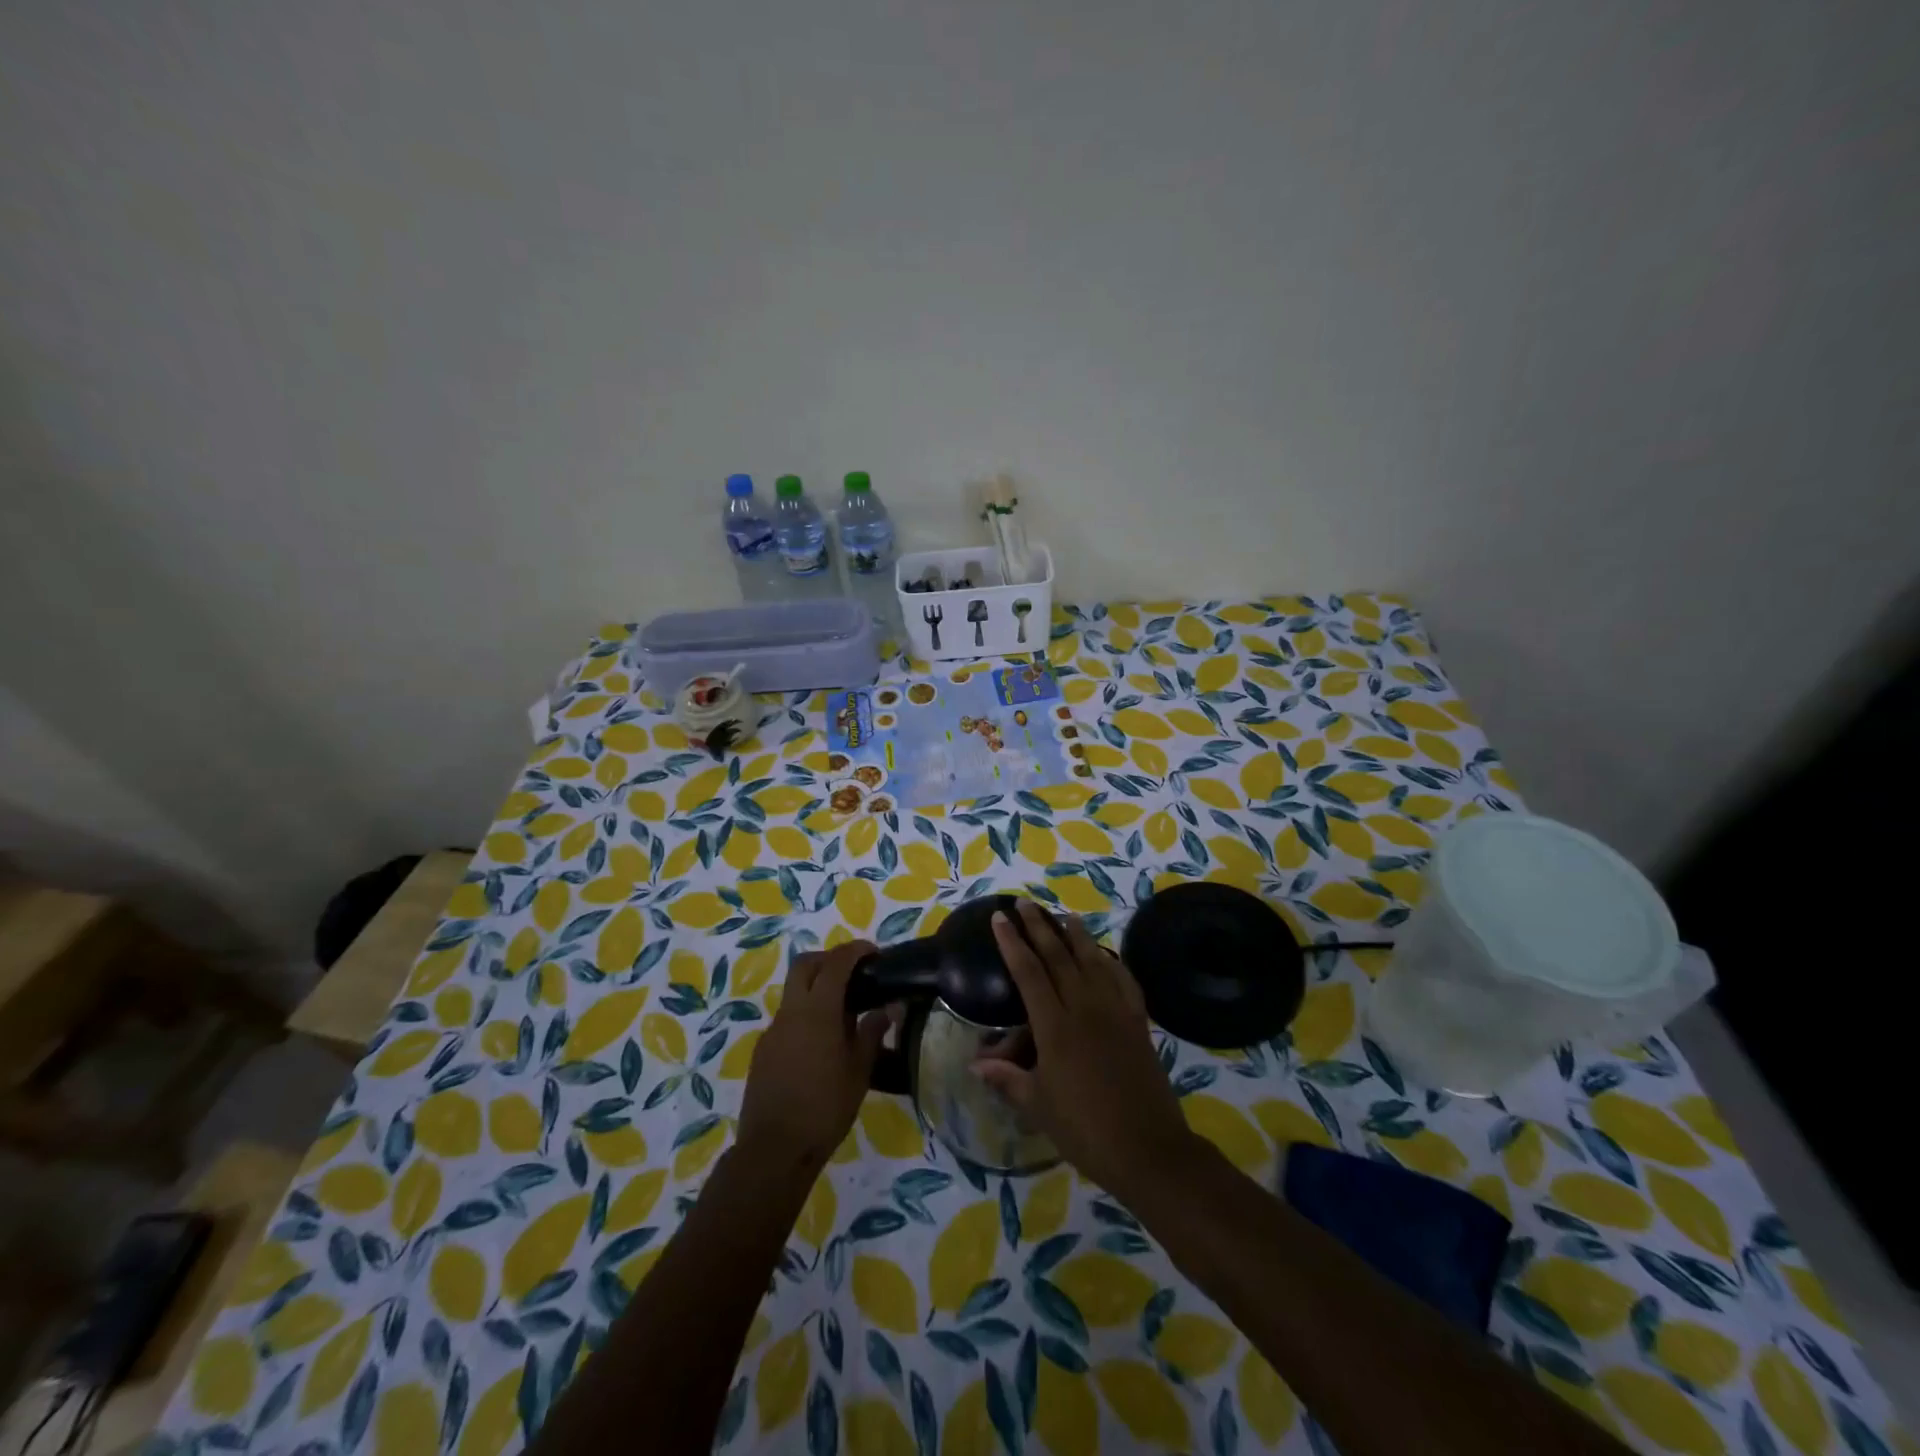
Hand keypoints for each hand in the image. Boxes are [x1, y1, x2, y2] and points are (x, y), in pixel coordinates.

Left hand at [737, 940, 888, 1171]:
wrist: (774, 1150)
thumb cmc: (825, 1108)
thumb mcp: (859, 1071)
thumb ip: (872, 1033)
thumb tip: (885, 1009)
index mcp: (817, 1011)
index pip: (836, 963)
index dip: (855, 950)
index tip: (873, 952)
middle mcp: (791, 1012)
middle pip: (805, 965)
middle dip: (829, 959)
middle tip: (854, 973)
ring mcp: (773, 1031)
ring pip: (793, 991)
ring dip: (816, 987)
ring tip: (843, 1012)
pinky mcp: (763, 1050)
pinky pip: (787, 1018)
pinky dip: (805, 1015)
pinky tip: (822, 1044)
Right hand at [974, 901, 1196, 1195]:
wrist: (1147, 1148)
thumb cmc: (1085, 1130)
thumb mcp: (1038, 1106)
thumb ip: (1008, 1079)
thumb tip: (976, 1064)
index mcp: (1055, 1027)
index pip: (1029, 972)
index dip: (1012, 942)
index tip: (1000, 918)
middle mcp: (1085, 1008)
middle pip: (1059, 956)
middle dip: (1039, 927)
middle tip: (1025, 904)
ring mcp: (1115, 1011)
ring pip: (1093, 960)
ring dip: (1077, 935)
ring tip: (1065, 916)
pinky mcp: (1138, 1021)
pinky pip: (1124, 980)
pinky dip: (1113, 962)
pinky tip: (1106, 956)